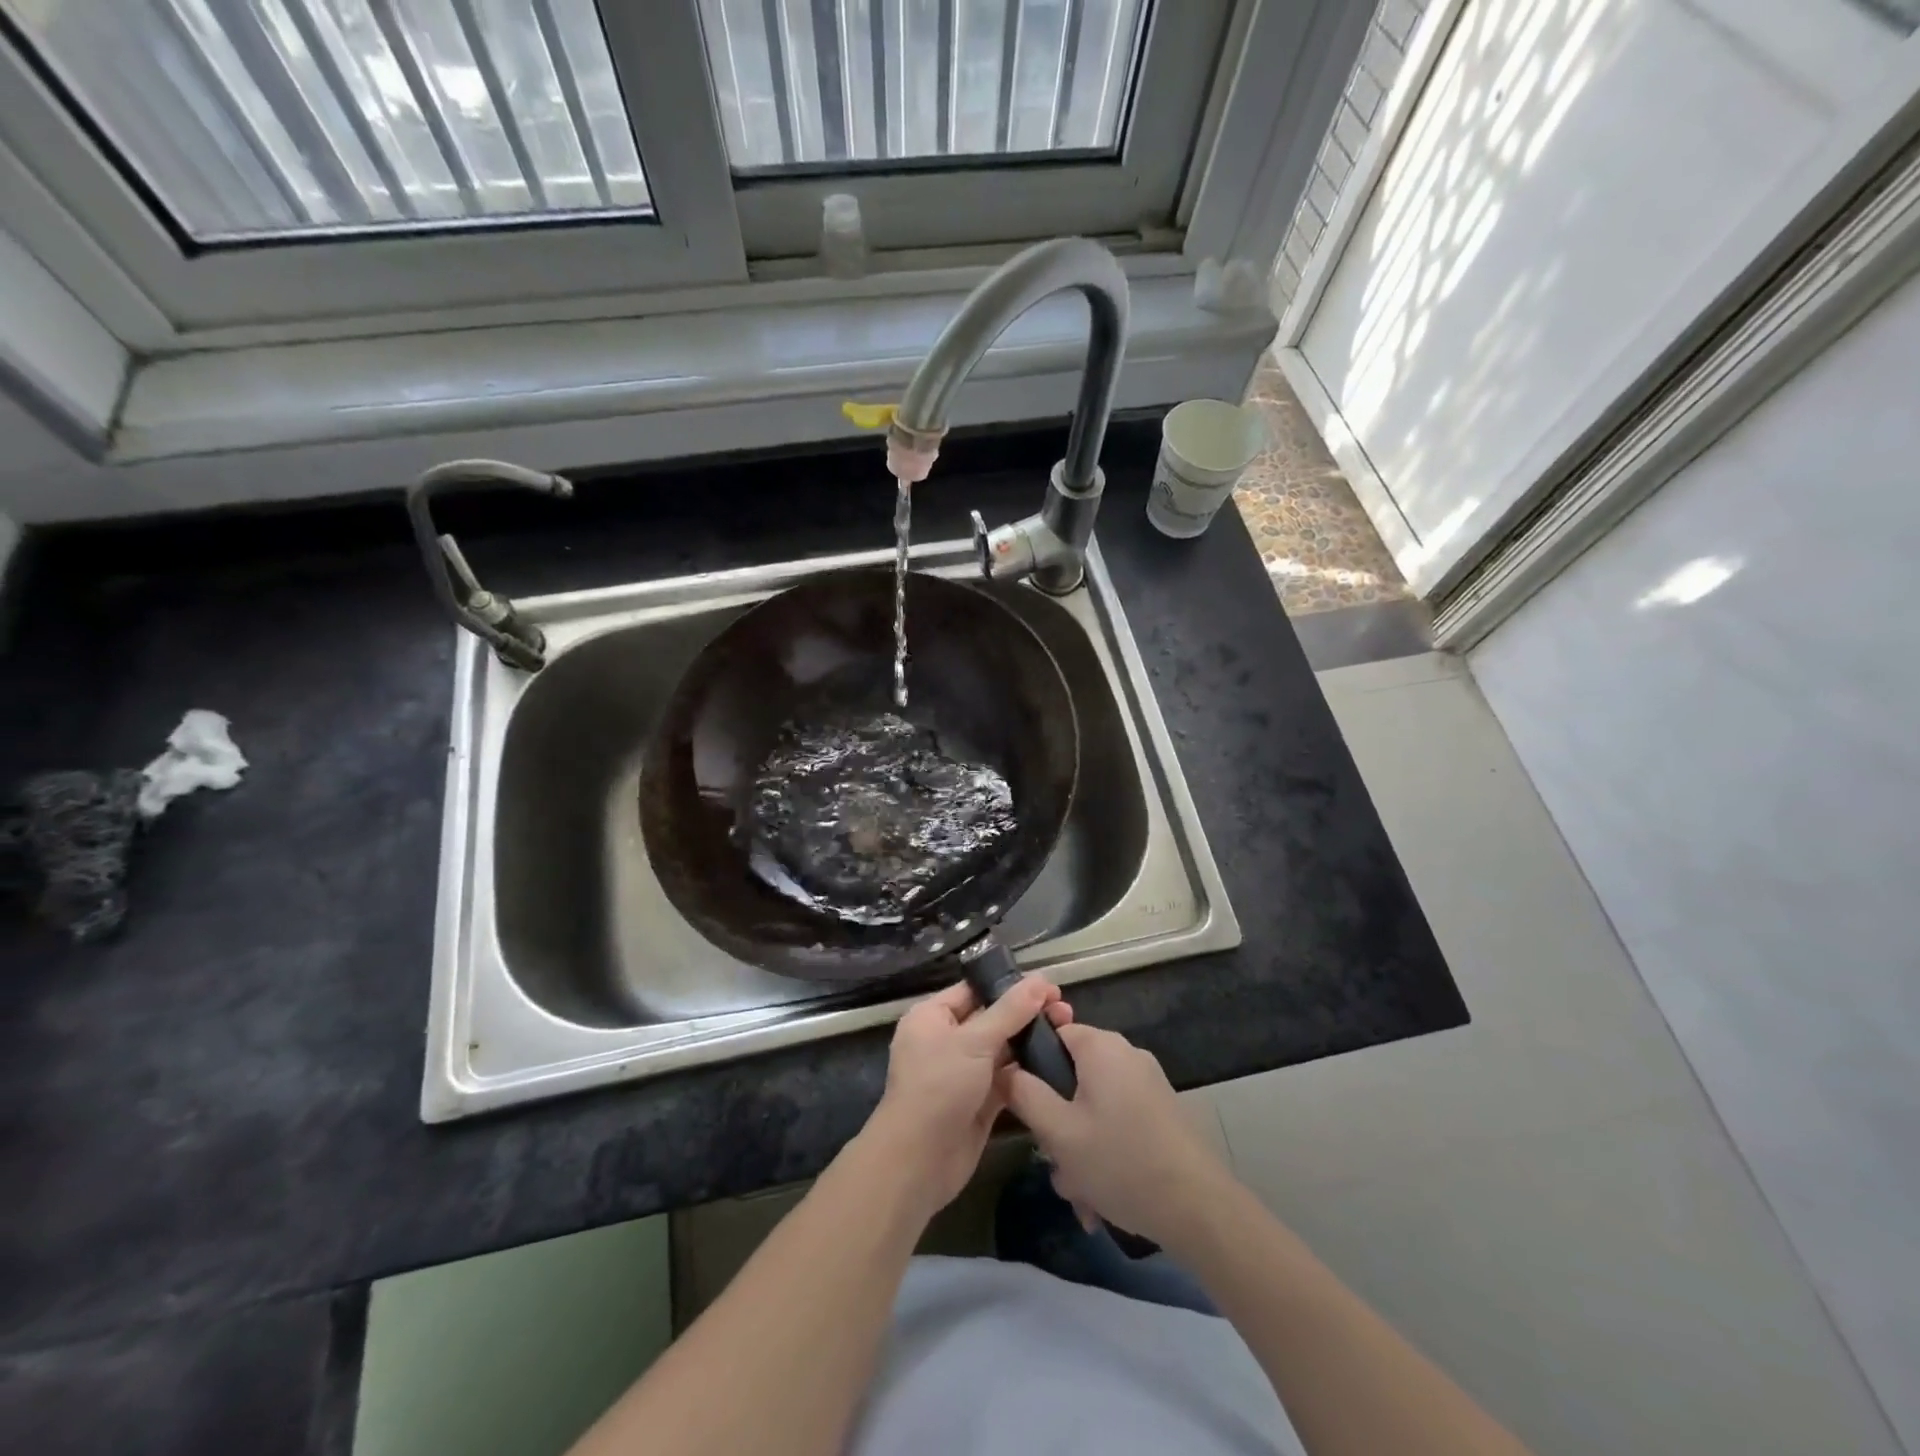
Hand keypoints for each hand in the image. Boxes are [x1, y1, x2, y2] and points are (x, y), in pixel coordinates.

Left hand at [864, 976, 1069, 1218]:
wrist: (919, 1161)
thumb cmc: (939, 1087)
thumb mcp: (974, 1041)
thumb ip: (1010, 1011)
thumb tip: (1040, 980)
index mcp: (932, 1017)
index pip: (974, 991)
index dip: (1010, 986)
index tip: (1048, 987)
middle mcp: (946, 1040)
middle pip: (991, 1019)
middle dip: (1026, 1014)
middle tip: (1065, 1011)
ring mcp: (963, 1072)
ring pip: (1001, 1049)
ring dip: (1030, 1042)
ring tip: (1068, 1031)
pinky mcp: (979, 1102)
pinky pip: (1006, 1078)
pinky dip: (1027, 1072)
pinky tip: (1057, 1062)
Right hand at [998, 1024, 1235, 1250]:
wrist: (1199, 1208)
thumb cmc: (1120, 1161)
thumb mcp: (1058, 1132)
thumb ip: (1023, 1093)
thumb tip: (1003, 1068)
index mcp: (1100, 1046)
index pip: (1051, 1032)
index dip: (1031, 1066)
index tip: (1025, 1106)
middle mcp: (1126, 1054)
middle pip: (1072, 1076)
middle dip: (1058, 1122)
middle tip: (1055, 1162)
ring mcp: (1148, 1083)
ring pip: (1093, 1107)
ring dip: (1080, 1146)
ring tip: (1081, 1193)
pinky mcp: (1162, 1111)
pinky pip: (1118, 1121)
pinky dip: (1106, 1151)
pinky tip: (1104, 1195)